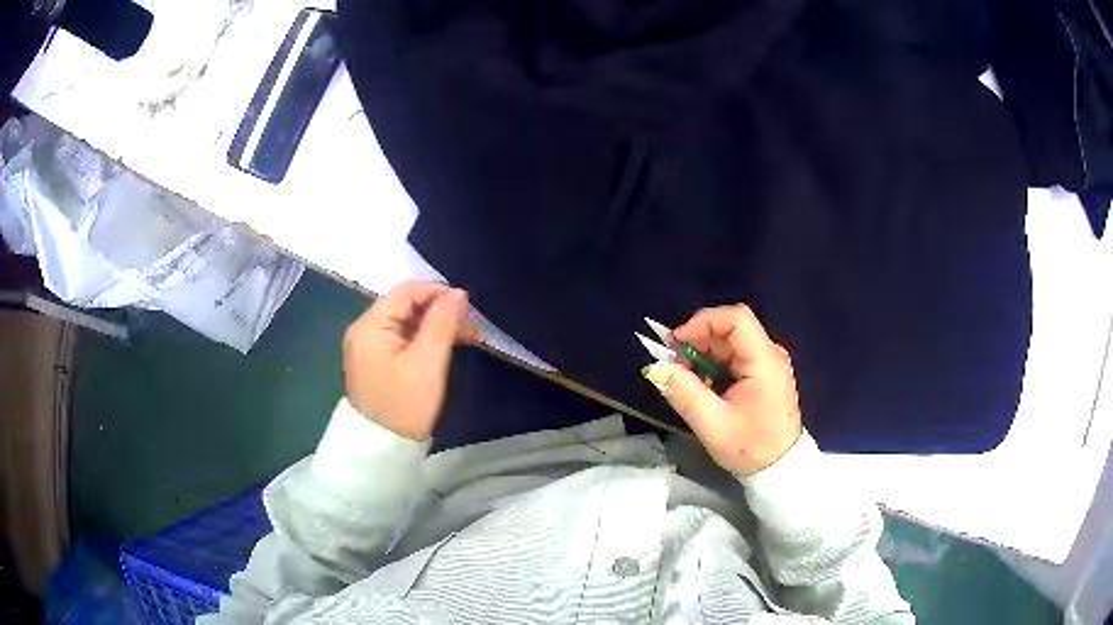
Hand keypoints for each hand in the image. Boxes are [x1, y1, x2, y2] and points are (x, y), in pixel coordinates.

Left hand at [342, 281, 469, 440]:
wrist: (383, 449)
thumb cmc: (405, 404)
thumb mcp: (428, 362)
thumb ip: (442, 323)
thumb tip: (457, 292)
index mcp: (369, 326)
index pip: (404, 292)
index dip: (436, 291)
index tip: (467, 304)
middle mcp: (363, 330)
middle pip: (403, 306)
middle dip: (438, 310)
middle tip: (470, 325)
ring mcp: (367, 347)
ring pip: (404, 323)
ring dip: (433, 325)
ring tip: (465, 338)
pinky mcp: (374, 362)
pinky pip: (400, 339)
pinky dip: (422, 339)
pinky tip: (444, 348)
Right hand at [642, 305, 801, 474]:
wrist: (780, 468)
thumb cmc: (750, 447)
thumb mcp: (712, 425)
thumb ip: (684, 393)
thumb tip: (656, 367)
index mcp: (764, 360)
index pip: (736, 318)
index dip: (703, 322)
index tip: (677, 343)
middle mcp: (770, 354)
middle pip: (731, 329)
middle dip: (698, 340)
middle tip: (674, 364)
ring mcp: (769, 363)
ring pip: (730, 342)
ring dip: (704, 354)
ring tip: (686, 379)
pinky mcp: (764, 374)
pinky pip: (735, 357)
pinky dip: (714, 365)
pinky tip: (703, 386)